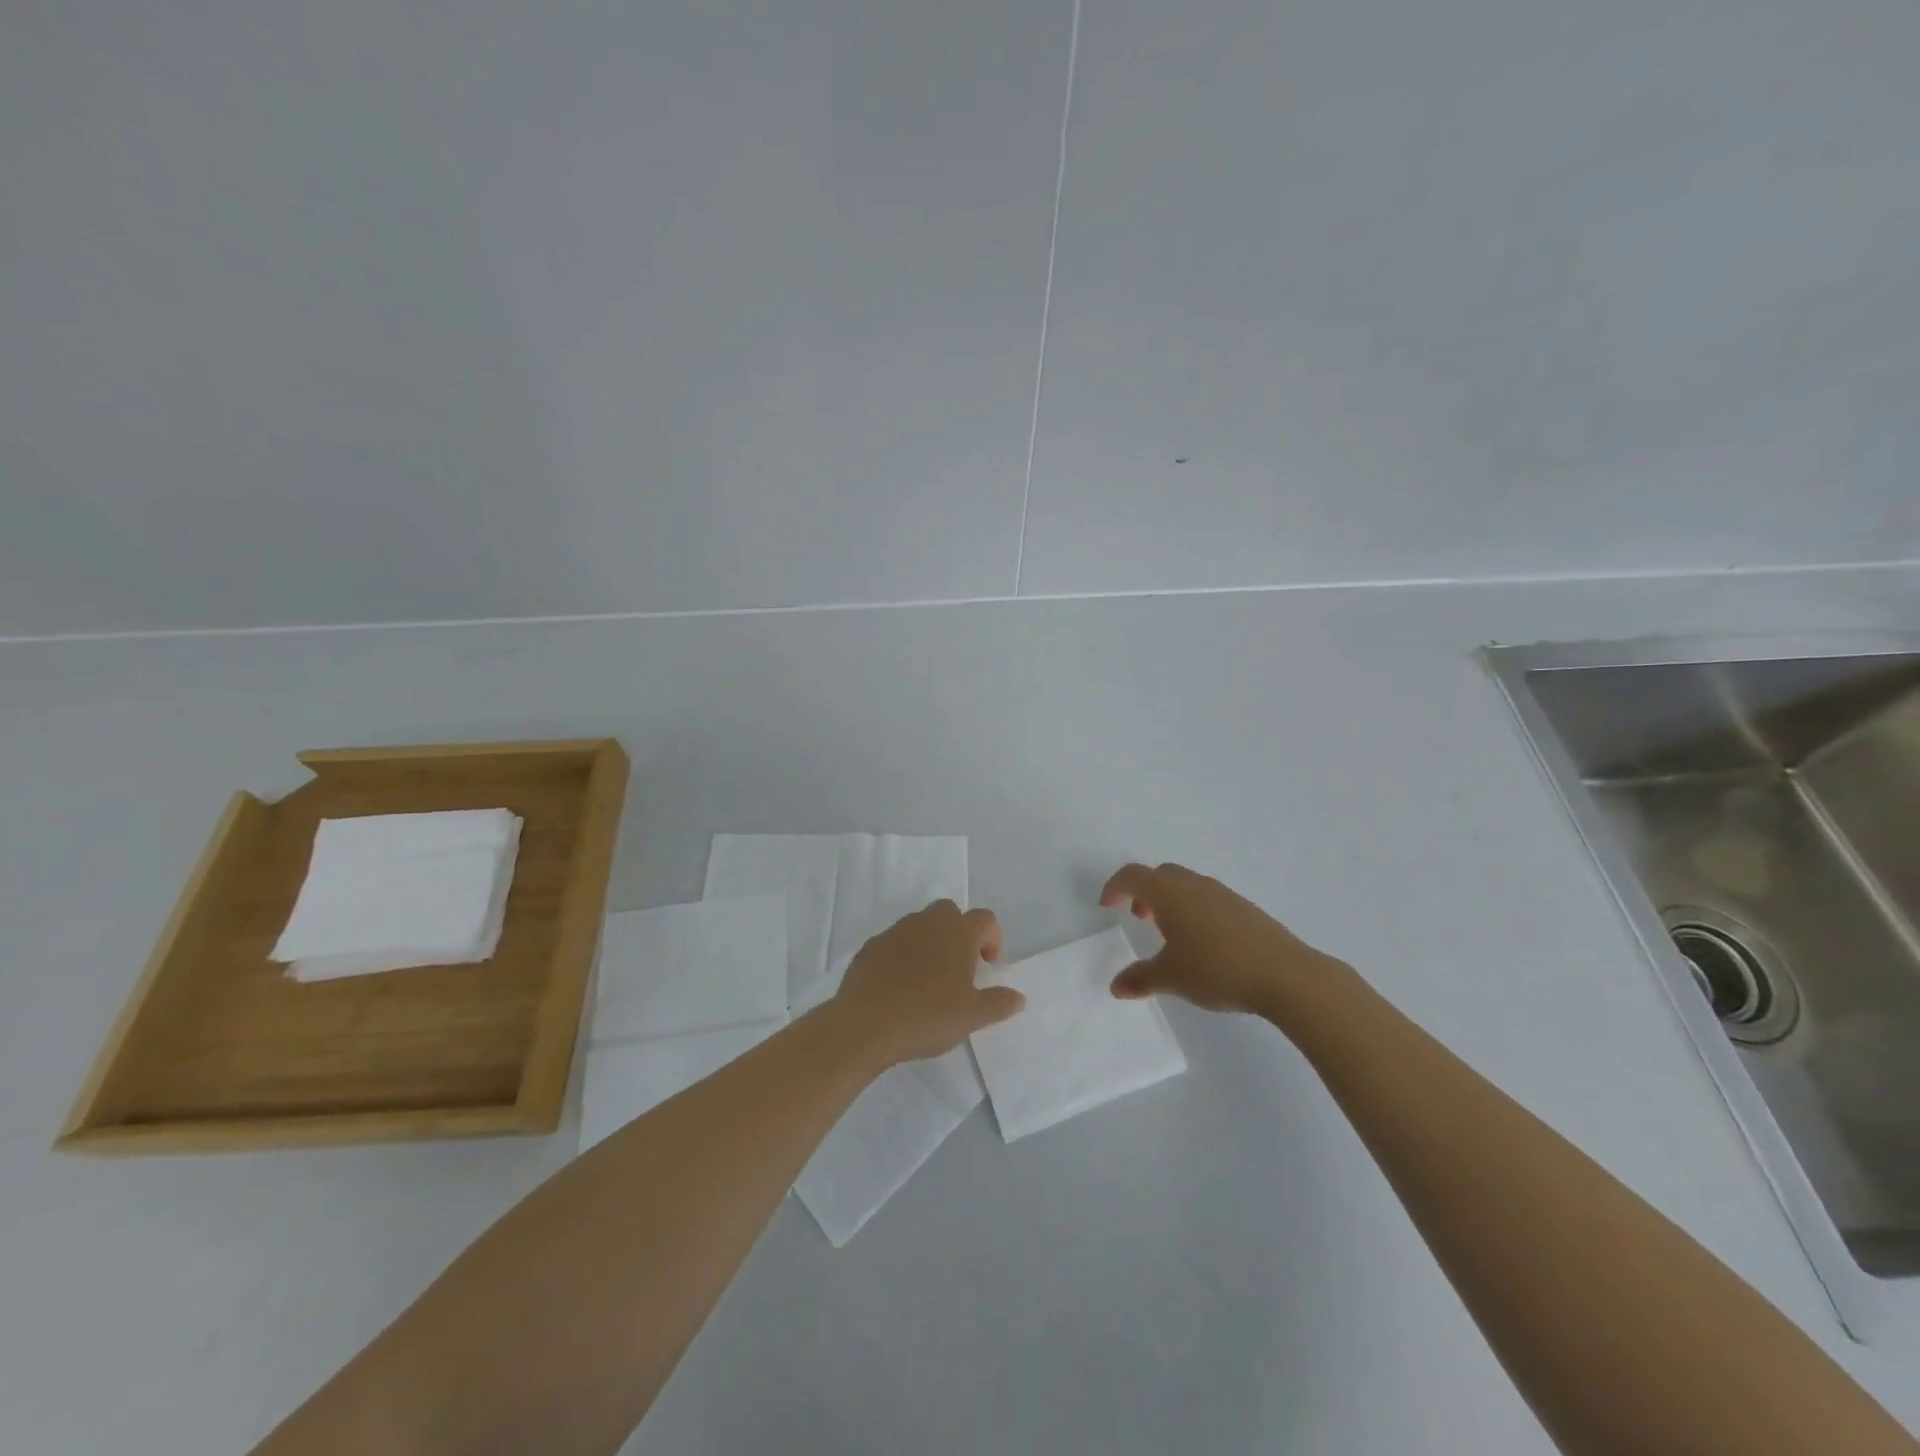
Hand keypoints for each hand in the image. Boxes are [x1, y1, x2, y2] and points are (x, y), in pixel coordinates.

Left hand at [830, 900, 1024, 1065]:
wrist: (865, 1024)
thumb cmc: (927, 1016)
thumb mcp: (972, 1017)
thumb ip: (998, 1003)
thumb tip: (1019, 997)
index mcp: (958, 933)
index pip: (985, 919)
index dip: (993, 938)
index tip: (988, 966)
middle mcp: (928, 922)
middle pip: (951, 912)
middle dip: (960, 932)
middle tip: (960, 968)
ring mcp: (896, 931)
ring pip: (921, 924)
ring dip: (931, 942)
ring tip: (930, 979)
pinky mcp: (871, 946)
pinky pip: (895, 941)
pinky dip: (903, 954)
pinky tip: (900, 985)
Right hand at [1100, 862, 1346, 1015]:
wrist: (1285, 974)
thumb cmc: (1216, 969)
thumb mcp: (1171, 978)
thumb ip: (1140, 979)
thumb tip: (1116, 987)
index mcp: (1169, 893)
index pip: (1132, 876)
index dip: (1115, 887)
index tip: (1108, 907)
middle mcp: (1193, 884)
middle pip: (1160, 875)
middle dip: (1144, 892)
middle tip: (1140, 919)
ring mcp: (1223, 893)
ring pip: (1186, 885)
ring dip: (1171, 901)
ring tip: (1171, 934)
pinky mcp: (1245, 908)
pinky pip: (1208, 898)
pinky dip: (1194, 909)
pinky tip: (1204, 943)